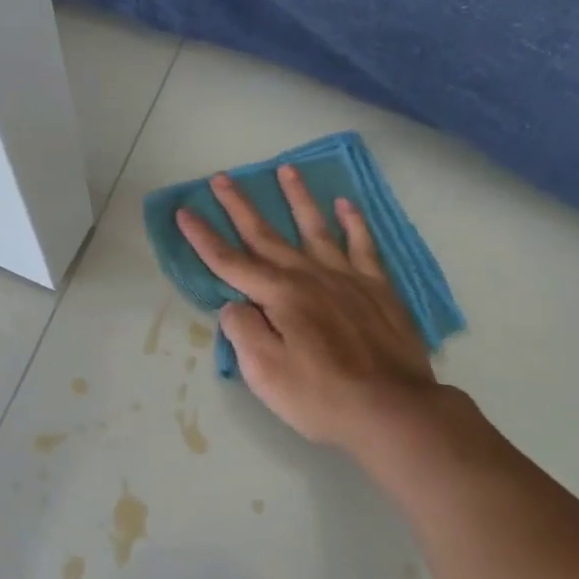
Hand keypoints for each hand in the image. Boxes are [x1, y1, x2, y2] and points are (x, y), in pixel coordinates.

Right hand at [176, 166, 438, 451]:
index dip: (203, 237)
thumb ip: (243, 331)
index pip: (230, 261)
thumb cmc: (321, 396)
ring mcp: (347, 277)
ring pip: (316, 227)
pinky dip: (354, 222)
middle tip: (221, 178)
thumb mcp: (264, 372)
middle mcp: (309, 275)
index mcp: (279, 295)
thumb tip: (235, 304)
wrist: (393, 409)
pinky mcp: (378, 288)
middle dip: (240, 206)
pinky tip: (346, 204)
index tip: (184, 212)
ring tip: (286, 169)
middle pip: (266, 234)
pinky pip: (363, 244)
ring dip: (298, 197)